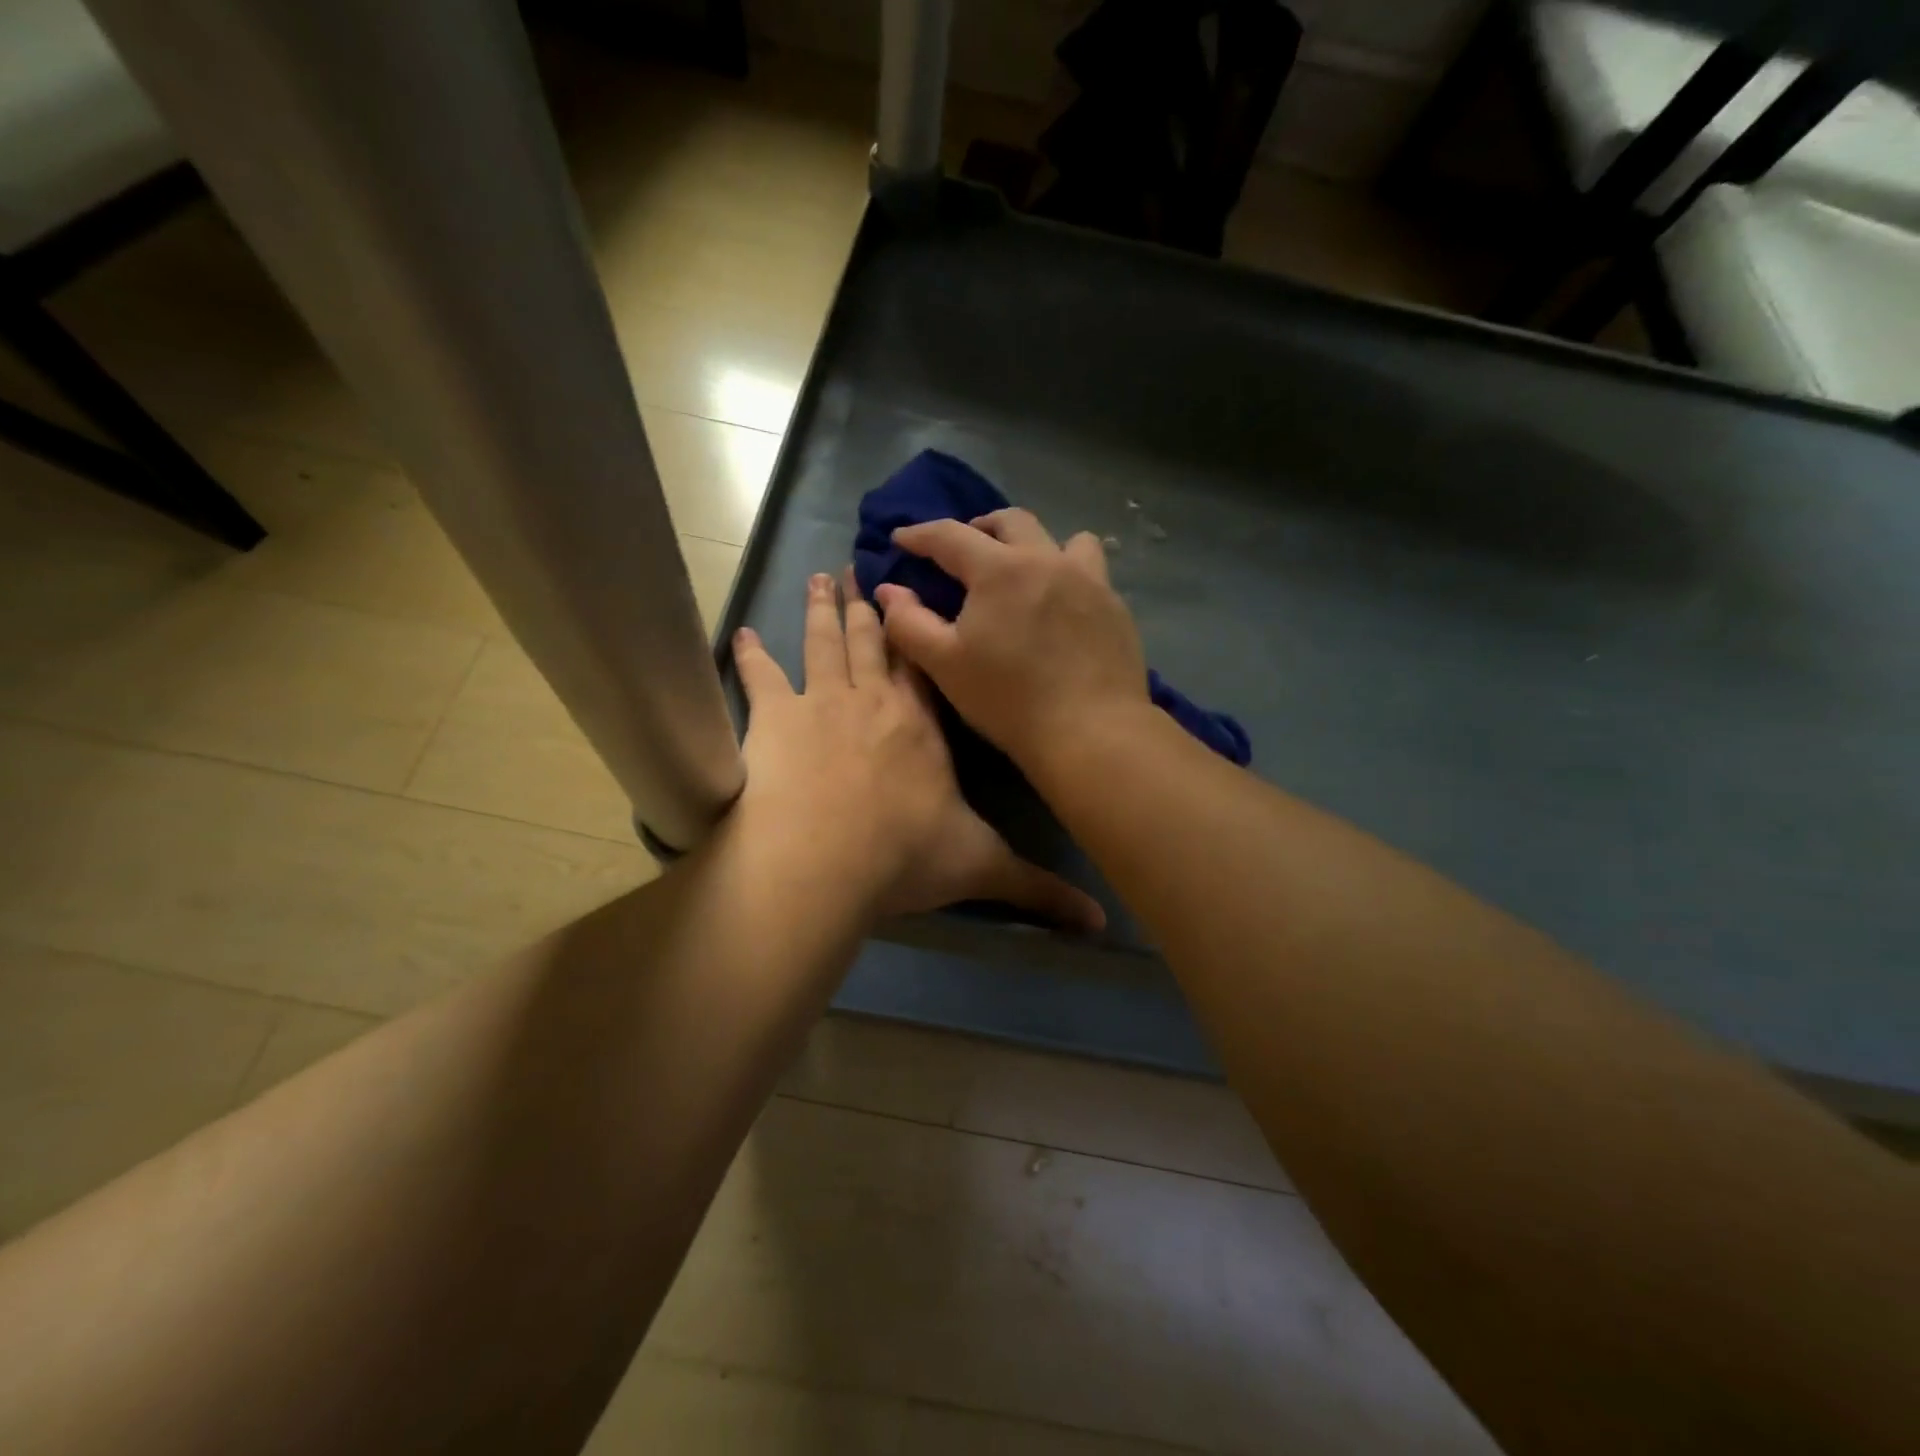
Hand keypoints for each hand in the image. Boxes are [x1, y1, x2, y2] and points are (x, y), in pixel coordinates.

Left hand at [731, 569, 1103, 929]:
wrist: (825, 862)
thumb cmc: (904, 857)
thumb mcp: (981, 868)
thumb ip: (1038, 888)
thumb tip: (1102, 921)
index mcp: (922, 725)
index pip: (924, 667)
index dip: (918, 632)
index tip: (911, 599)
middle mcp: (874, 701)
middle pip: (872, 642)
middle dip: (867, 606)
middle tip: (856, 569)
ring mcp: (821, 704)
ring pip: (824, 644)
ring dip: (820, 612)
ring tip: (818, 578)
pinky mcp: (774, 720)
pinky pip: (761, 678)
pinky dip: (750, 656)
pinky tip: (741, 634)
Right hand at [875, 509, 1149, 771]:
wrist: (1090, 731)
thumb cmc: (1009, 700)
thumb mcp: (945, 665)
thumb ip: (909, 623)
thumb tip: (888, 590)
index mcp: (1000, 570)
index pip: (951, 535)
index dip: (920, 534)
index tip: (902, 538)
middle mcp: (1047, 560)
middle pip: (1011, 521)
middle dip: (980, 527)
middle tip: (964, 550)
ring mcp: (1089, 580)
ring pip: (1063, 538)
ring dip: (1035, 544)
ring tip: (1024, 569)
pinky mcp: (1115, 605)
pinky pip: (1091, 570)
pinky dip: (1068, 573)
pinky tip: (1061, 606)